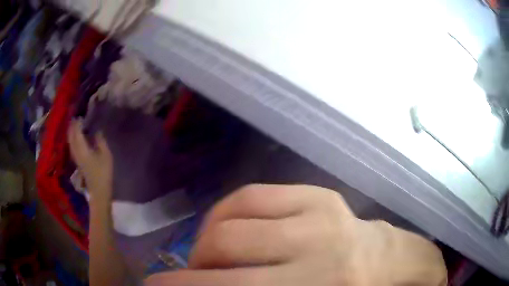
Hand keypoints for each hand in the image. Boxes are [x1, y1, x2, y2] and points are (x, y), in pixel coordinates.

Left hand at [68, 119, 112, 203]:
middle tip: (75, 117)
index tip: (80, 114)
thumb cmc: (103, 173)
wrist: (99, 192)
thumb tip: (96, 131)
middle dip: (72, 126)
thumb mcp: (106, 155)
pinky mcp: (77, 162)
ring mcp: (76, 158)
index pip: (77, 132)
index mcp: (82, 149)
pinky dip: (72, 139)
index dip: (77, 123)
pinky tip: (76, 138)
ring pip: (70, 142)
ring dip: (71, 133)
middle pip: (71, 136)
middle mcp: (76, 152)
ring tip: (74, 125)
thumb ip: (100, 141)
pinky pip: (72, 147)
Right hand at [145, 184, 446, 285]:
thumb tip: (205, 282)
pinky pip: (248, 196)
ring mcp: (317, 213)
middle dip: (193, 265)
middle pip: (223, 247)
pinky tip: (229, 230)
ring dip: (207, 241)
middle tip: (195, 274)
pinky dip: (224, 215)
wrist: (383, 262)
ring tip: (212, 256)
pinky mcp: (317, 194)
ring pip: (230, 218)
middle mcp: (315, 250)